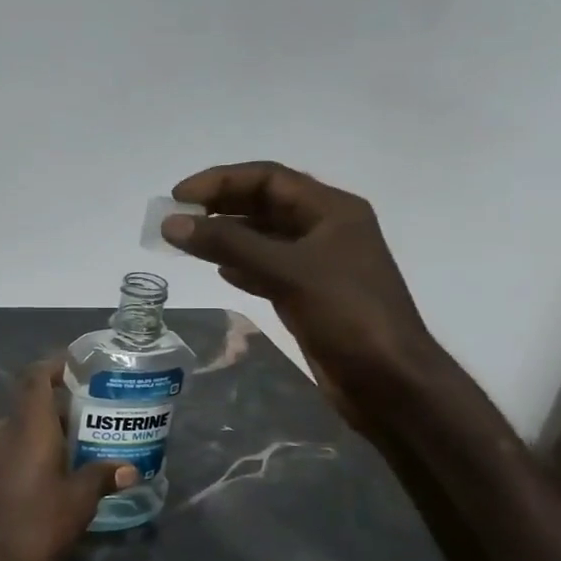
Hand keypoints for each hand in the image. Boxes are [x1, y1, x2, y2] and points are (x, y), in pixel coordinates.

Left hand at [0, 362, 137, 560]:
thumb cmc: (33, 526)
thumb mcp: (77, 503)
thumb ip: (101, 477)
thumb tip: (129, 468)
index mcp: (26, 426)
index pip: (36, 377)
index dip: (55, 366)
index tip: (79, 367)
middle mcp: (1, 430)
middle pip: (31, 405)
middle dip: (62, 410)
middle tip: (95, 420)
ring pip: (20, 430)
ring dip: (46, 435)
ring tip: (80, 451)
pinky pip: (9, 451)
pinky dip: (31, 454)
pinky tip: (52, 477)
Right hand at [163, 161, 439, 417]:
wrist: (389, 381)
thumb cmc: (347, 315)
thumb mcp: (287, 272)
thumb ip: (228, 244)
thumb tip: (171, 223)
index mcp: (331, 210)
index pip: (268, 178)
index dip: (221, 181)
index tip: (178, 196)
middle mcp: (325, 229)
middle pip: (264, 204)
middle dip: (219, 207)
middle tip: (175, 218)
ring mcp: (317, 264)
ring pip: (262, 237)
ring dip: (225, 236)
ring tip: (186, 242)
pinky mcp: (308, 294)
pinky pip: (266, 268)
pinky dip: (240, 265)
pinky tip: (219, 271)